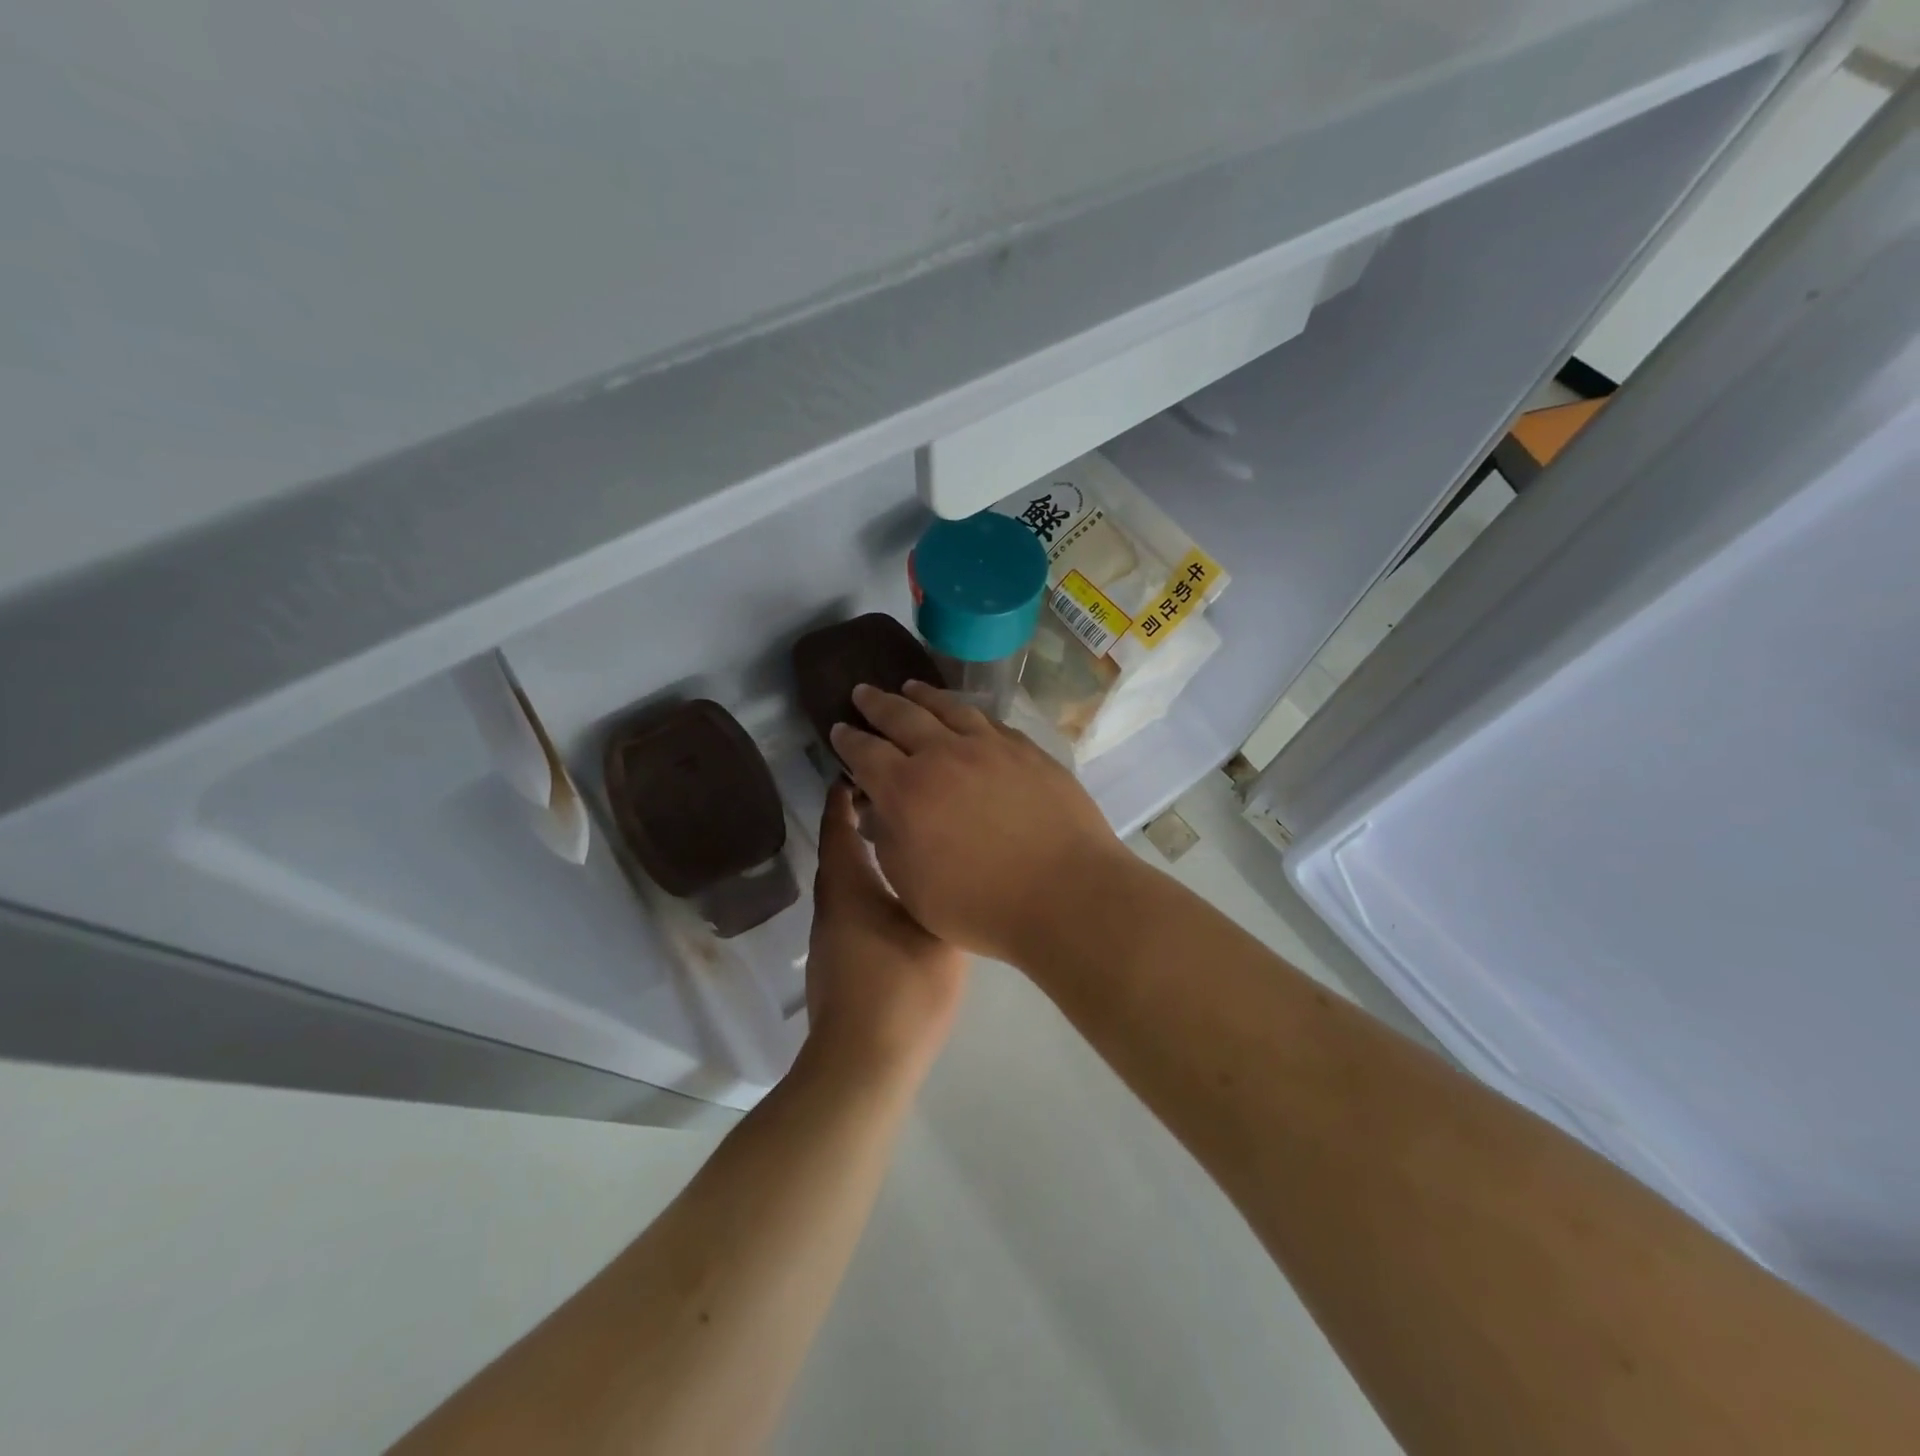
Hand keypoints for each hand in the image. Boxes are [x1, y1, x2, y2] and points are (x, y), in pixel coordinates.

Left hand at [804, 781, 968, 1083]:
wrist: (863, 1064)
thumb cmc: (902, 990)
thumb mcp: (938, 933)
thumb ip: (943, 893)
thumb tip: (949, 864)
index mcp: (849, 887)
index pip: (839, 827)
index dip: (844, 798)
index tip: (859, 771)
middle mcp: (831, 905)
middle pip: (839, 852)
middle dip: (857, 822)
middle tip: (894, 800)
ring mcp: (830, 937)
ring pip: (845, 882)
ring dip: (864, 856)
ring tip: (902, 841)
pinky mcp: (837, 962)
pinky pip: (850, 908)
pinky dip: (867, 888)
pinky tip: (897, 897)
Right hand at [829, 681, 1132, 963]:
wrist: (1065, 893)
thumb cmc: (980, 906)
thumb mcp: (913, 887)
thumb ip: (889, 841)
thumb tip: (880, 809)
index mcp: (906, 791)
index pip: (865, 753)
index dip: (848, 740)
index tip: (838, 729)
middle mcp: (943, 756)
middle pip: (901, 716)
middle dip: (876, 704)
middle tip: (862, 692)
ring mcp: (989, 747)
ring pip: (947, 708)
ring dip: (922, 695)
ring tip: (909, 687)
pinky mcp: (1026, 749)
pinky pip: (987, 720)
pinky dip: (965, 712)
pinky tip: (965, 714)